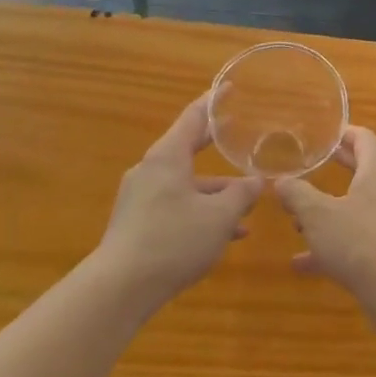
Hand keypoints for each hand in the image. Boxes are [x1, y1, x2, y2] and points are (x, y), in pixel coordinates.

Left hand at [98, 96, 262, 304]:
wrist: (119, 288)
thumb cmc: (173, 240)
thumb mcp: (219, 217)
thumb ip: (241, 195)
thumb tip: (256, 181)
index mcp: (167, 157)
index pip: (193, 118)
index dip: (213, 102)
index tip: (228, 87)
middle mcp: (151, 170)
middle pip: (188, 149)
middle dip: (216, 147)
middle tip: (239, 135)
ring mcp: (141, 197)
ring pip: (186, 184)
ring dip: (216, 192)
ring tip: (247, 204)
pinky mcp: (138, 222)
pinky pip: (176, 205)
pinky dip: (200, 211)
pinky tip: (227, 234)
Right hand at [276, 128, 375, 313]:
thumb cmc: (360, 240)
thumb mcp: (317, 214)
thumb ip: (297, 195)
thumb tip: (281, 182)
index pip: (364, 139)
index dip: (344, 133)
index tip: (324, 134)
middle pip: (363, 171)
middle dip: (337, 169)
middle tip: (312, 164)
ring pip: (357, 209)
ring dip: (329, 212)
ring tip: (297, 220)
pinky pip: (358, 240)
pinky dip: (333, 245)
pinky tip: (303, 263)